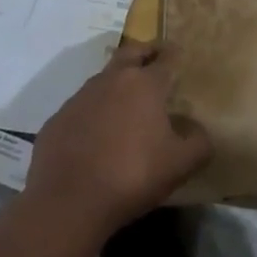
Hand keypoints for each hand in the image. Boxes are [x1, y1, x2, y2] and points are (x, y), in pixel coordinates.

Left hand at [25, 42, 212, 237]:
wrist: (67, 204)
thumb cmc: (131, 176)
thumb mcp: (180, 165)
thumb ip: (199, 143)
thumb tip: (198, 130)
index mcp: (145, 84)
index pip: (166, 58)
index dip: (175, 55)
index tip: (181, 56)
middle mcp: (112, 80)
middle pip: (131, 53)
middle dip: (145, 52)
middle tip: (155, 60)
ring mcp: (80, 98)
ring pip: (103, 79)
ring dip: (117, 83)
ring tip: (126, 103)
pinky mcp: (57, 120)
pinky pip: (81, 108)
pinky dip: (92, 112)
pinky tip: (95, 135)